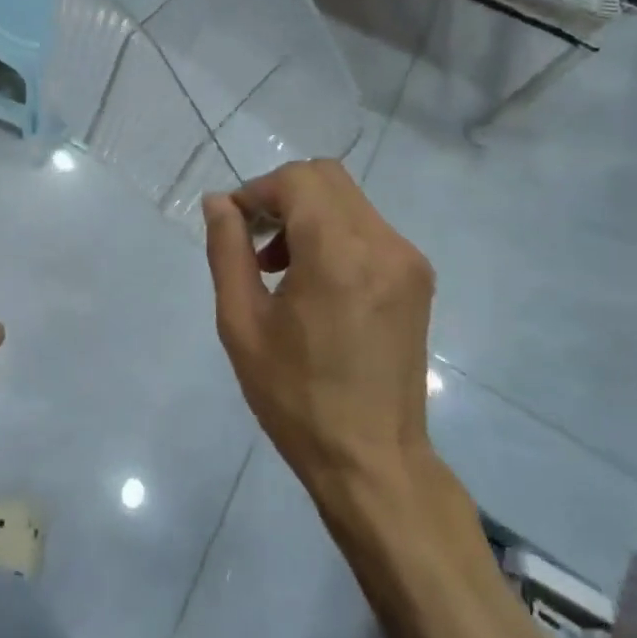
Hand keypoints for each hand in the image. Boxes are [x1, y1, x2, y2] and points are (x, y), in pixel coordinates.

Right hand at [203, 160, 435, 503]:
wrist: (373, 460)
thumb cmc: (296, 397)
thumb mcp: (242, 323)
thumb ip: (227, 251)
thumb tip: (219, 202)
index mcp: (338, 253)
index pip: (298, 179)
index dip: (258, 191)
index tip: (234, 226)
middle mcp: (382, 243)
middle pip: (326, 177)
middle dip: (282, 194)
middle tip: (254, 240)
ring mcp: (407, 260)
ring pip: (347, 200)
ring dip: (307, 213)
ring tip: (278, 266)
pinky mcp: (417, 278)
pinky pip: (367, 228)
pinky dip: (333, 232)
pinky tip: (314, 280)